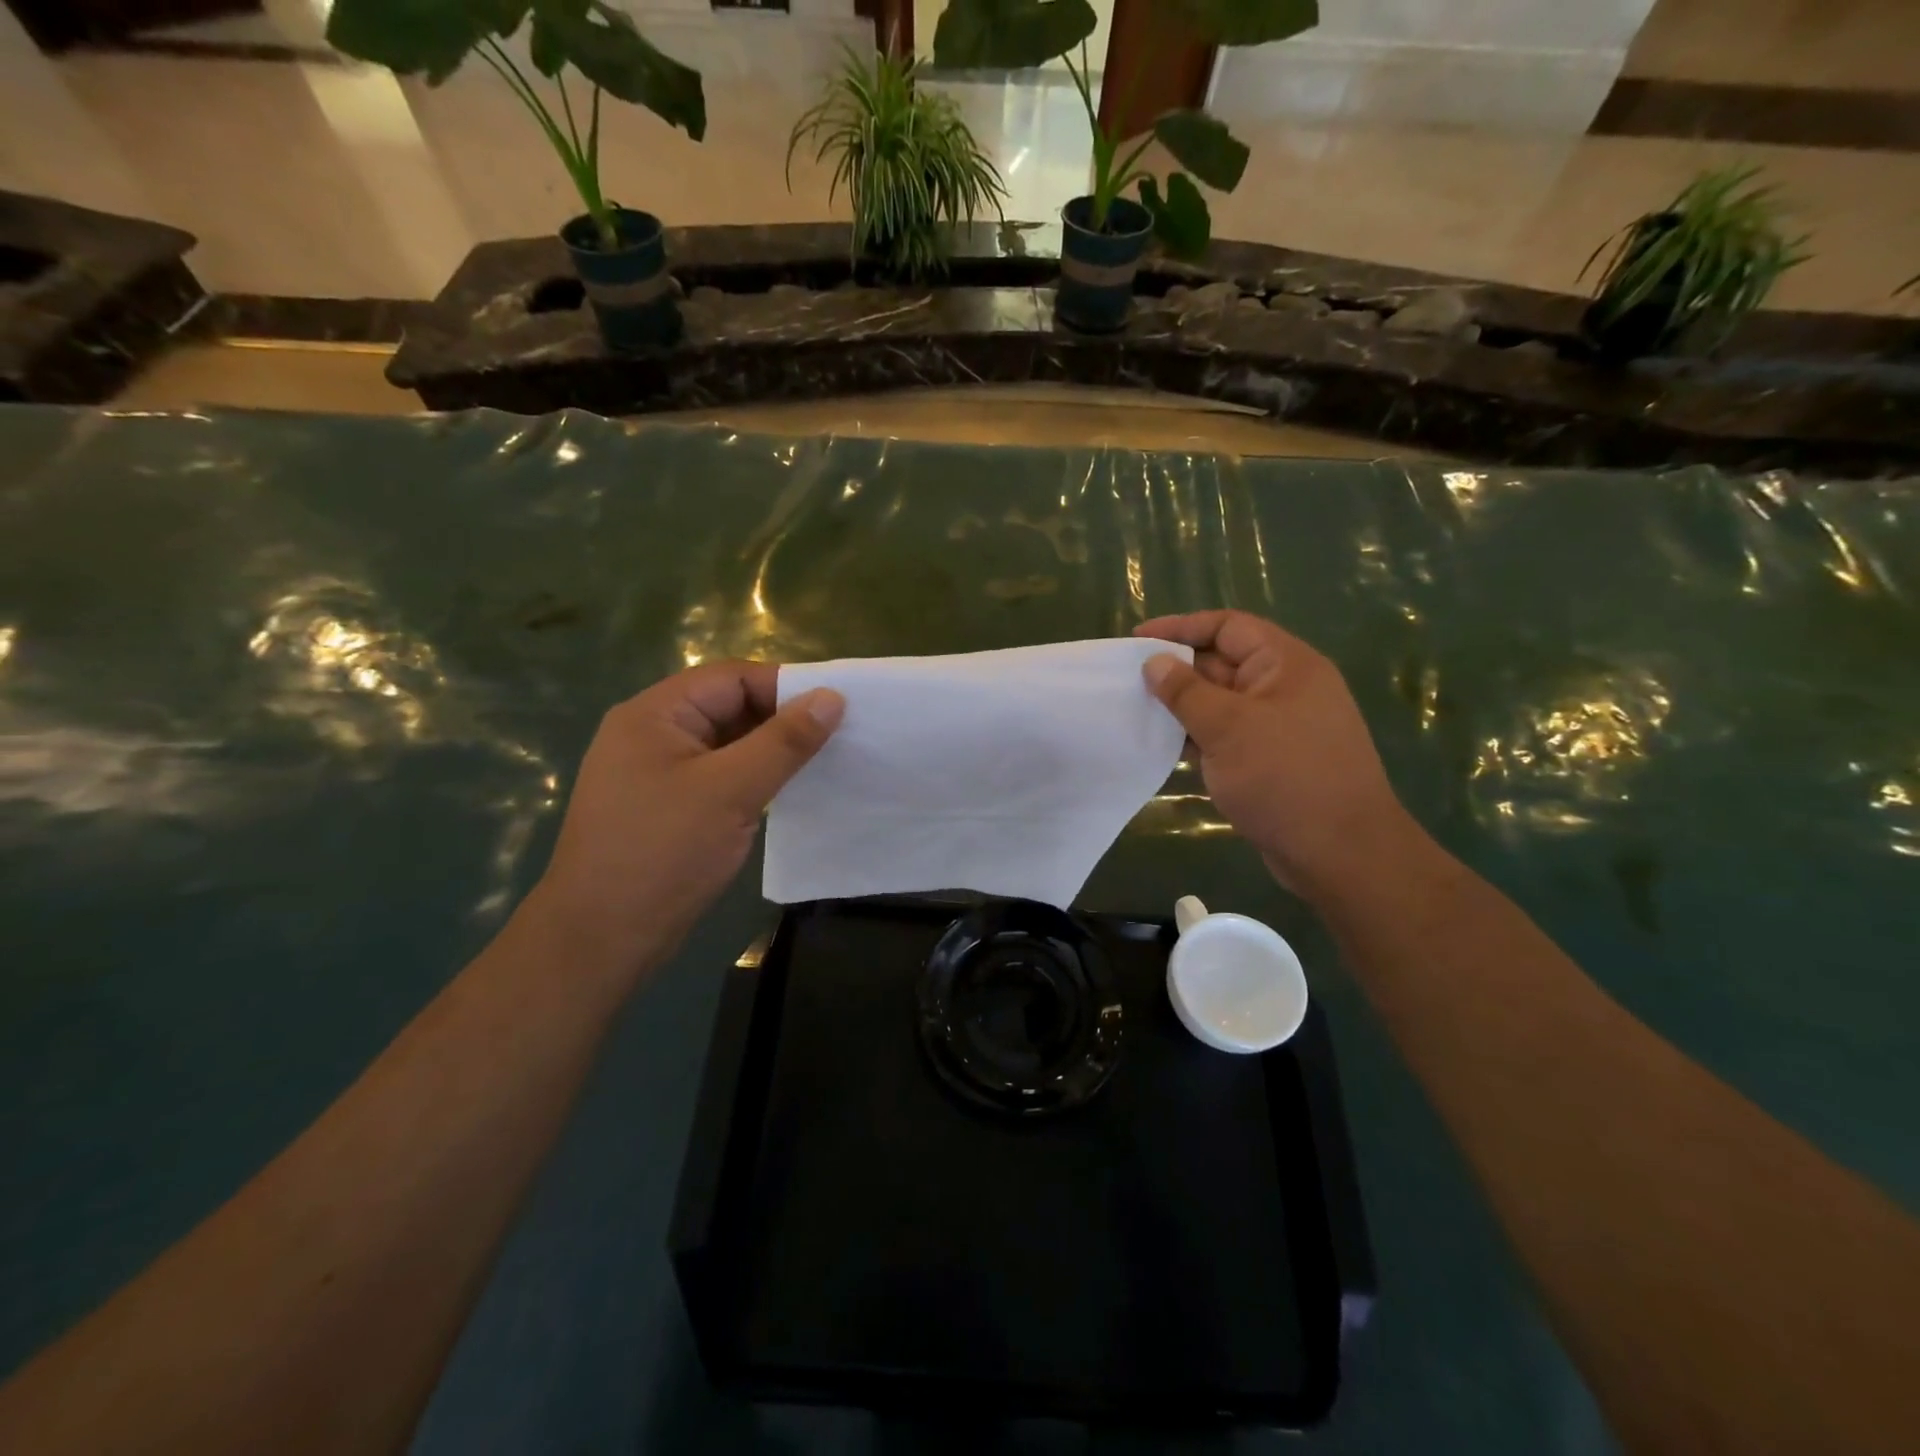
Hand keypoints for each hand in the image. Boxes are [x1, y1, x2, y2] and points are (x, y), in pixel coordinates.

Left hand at [525, 661, 842, 981]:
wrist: (601, 939)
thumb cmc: (664, 853)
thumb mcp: (732, 791)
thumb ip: (784, 741)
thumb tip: (831, 698)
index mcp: (654, 714)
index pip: (730, 677)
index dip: (784, 687)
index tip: (835, 709)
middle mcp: (651, 733)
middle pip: (728, 707)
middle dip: (780, 719)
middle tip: (835, 738)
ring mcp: (656, 772)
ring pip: (726, 744)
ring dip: (769, 751)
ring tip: (820, 763)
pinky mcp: (666, 806)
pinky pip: (718, 775)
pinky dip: (752, 778)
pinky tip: (786, 792)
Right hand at [1135, 611, 1414, 898]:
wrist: (1339, 852)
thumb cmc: (1284, 777)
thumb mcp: (1227, 727)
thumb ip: (1186, 691)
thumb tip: (1155, 663)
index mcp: (1286, 665)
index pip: (1228, 627)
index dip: (1181, 628)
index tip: (1138, 640)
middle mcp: (1285, 687)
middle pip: (1223, 662)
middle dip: (1177, 668)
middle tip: (1128, 680)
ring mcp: (1279, 725)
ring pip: (1221, 702)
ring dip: (1182, 705)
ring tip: (1137, 711)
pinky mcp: (1271, 759)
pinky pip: (1227, 734)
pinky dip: (1197, 735)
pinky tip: (1165, 745)